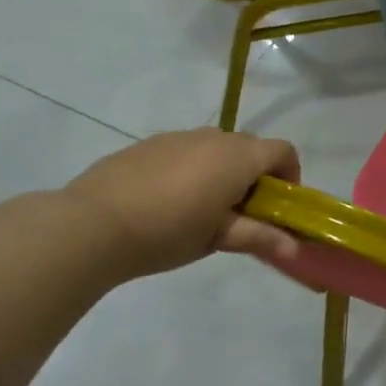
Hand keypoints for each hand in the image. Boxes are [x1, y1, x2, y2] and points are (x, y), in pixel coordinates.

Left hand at [63, 129, 300, 278]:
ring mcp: (178, 137)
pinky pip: (184, 151)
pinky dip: (189, 169)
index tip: (278, 205)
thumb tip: (295, 249)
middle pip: (251, 148)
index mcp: (239, 157)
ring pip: (215, 148)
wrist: (91, 225)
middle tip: (240, 213)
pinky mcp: (148, 144)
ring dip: (221, 171)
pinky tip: (165, 202)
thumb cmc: (167, 232)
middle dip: (255, 176)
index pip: (283, 151)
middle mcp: (214, 137)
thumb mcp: (218, 239)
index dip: (290, 175)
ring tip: (199, 209)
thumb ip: (259, 237)